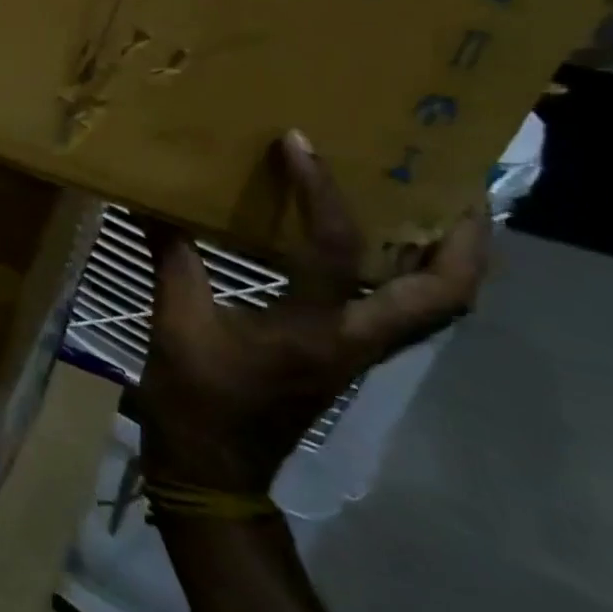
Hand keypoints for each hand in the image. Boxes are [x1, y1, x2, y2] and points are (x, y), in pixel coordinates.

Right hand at [137, 130, 488, 497]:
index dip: (319, 190)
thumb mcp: (174, 322)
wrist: (213, 468)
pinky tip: (370, 245)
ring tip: (429, 205)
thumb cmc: (195, 397)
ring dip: (447, 256)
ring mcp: (357, 353)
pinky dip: (403, 273)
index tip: (297, 143)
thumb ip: (170, 258)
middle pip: (446, 293)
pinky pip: (395, 309)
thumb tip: (148, 203)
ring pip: (434, 306)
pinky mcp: (343, 356)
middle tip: (451, 181)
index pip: (334, 249)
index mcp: (313, 331)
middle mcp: (355, 341)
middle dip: (464, 236)